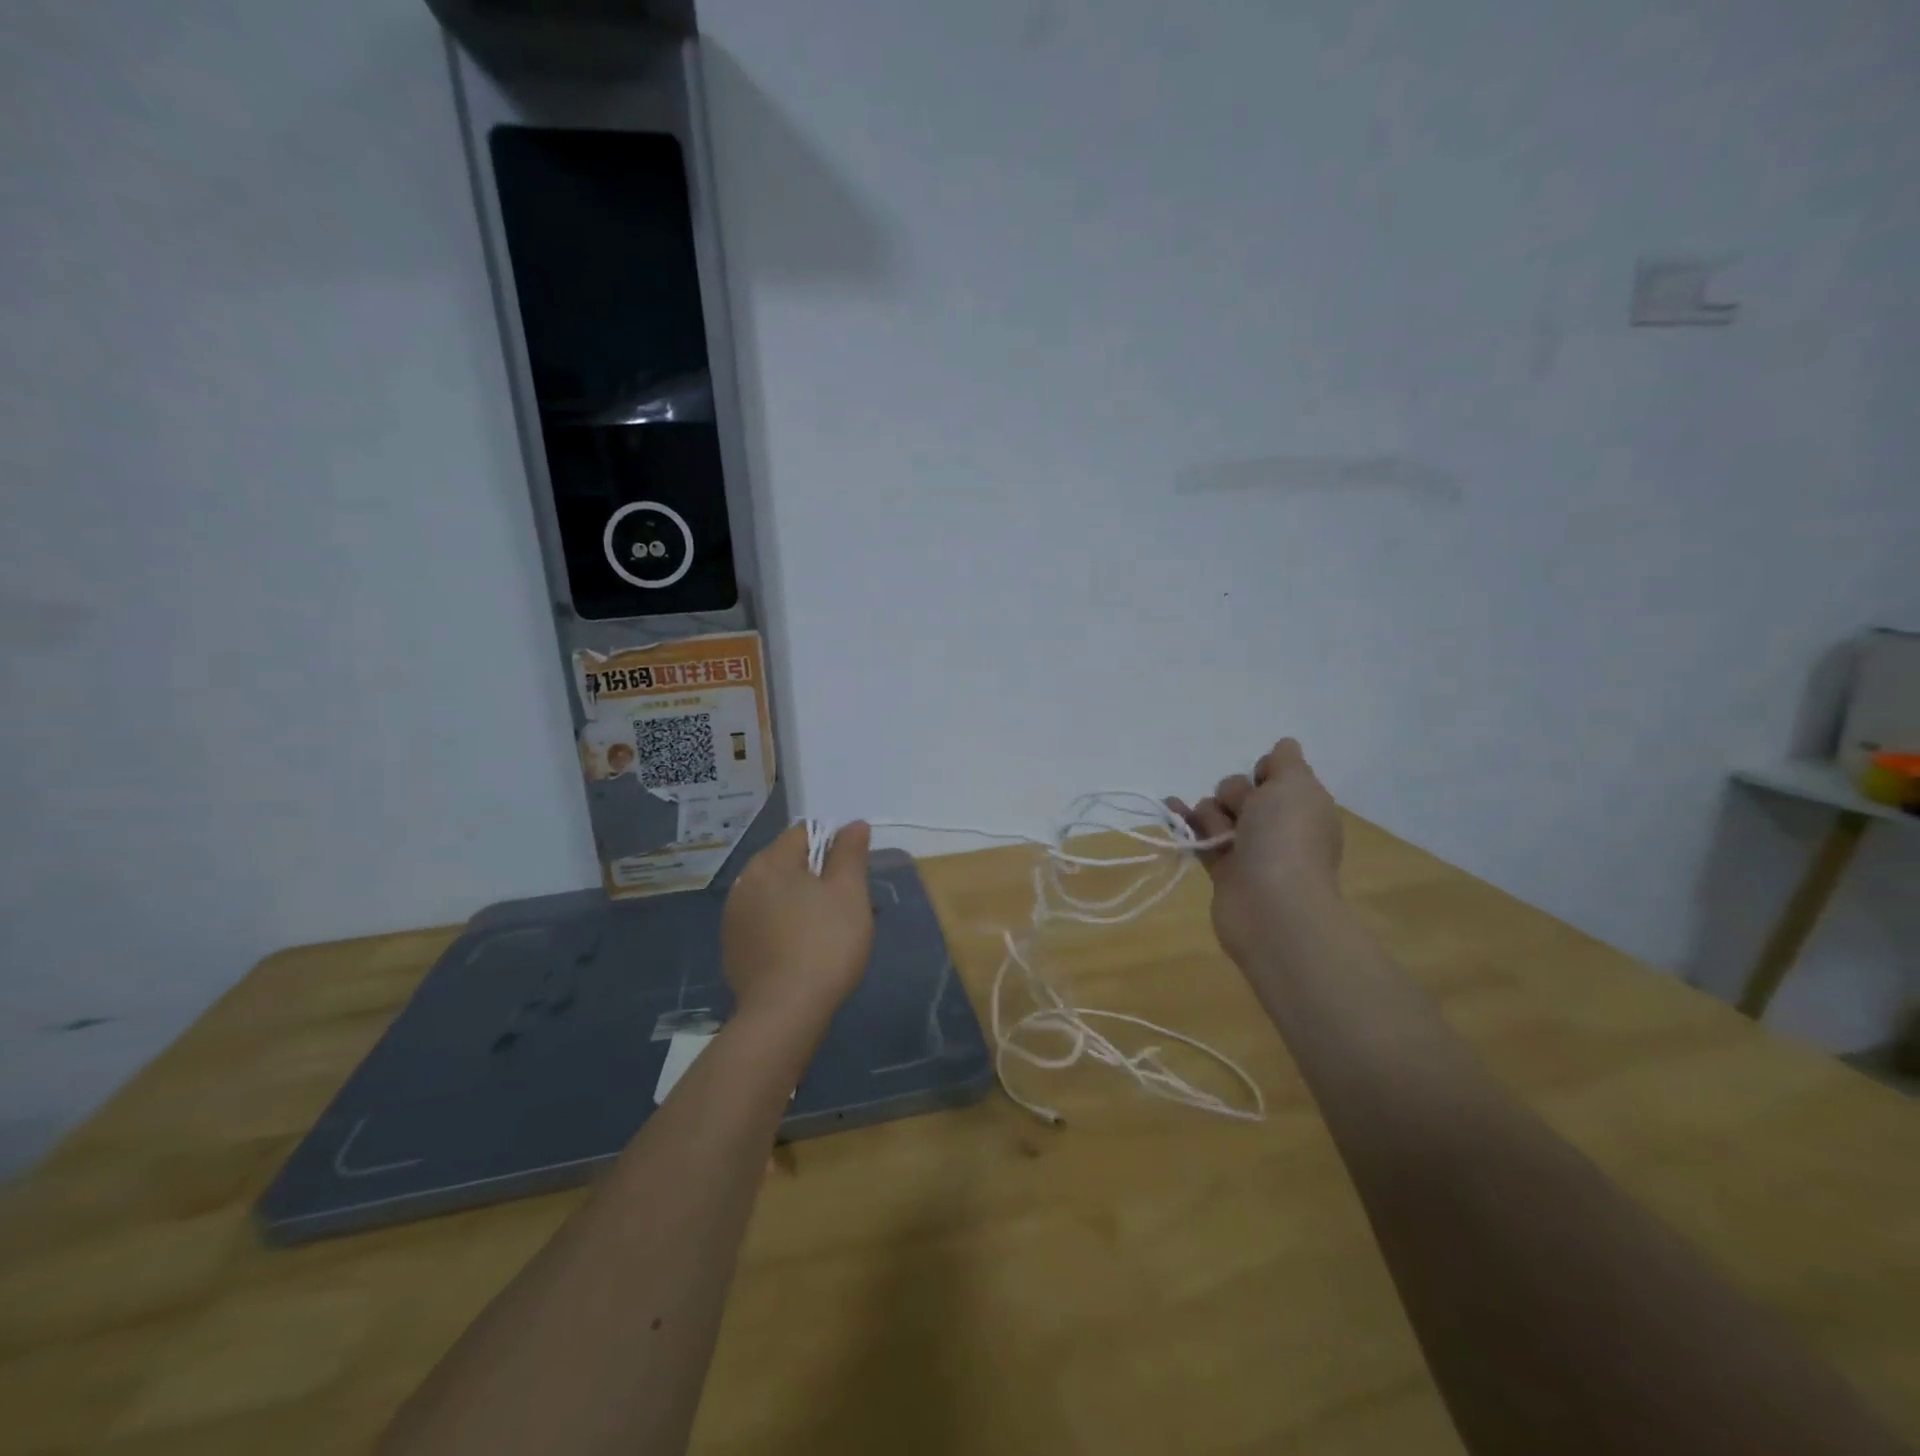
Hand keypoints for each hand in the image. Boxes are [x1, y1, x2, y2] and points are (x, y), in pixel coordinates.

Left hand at [721, 822, 874, 1033]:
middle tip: (845, 905)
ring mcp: (733, 919)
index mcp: (769, 862)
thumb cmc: (825, 943)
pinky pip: (764, 924)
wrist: (785, 1012)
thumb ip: (850, 853)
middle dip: (816, 877)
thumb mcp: (850, 892)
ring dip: (799, 903)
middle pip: (787, 864)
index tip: (852, 874)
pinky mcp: (732, 950)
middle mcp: (743, 883)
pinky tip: (802, 952)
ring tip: (826, 932)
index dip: (833, 845)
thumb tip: (853, 824)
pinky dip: (783, 928)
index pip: (804, 833)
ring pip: (775, 896)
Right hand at [1169, 739, 1342, 966]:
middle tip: (1244, 815)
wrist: (1272, 907)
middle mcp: (1278, 826)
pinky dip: (1183, 823)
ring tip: (1219, 835)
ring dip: (1210, 814)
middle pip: (1241, 791)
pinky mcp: (1223, 870)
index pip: (1276, 774)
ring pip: (1217, 813)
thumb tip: (1283, 747)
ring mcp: (1250, 850)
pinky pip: (1198, 836)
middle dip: (1233, 794)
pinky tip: (1168, 808)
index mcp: (1303, 806)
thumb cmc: (1286, 839)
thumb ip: (1285, 761)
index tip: (1263, 781)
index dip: (1264, 772)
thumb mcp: (1295, 784)